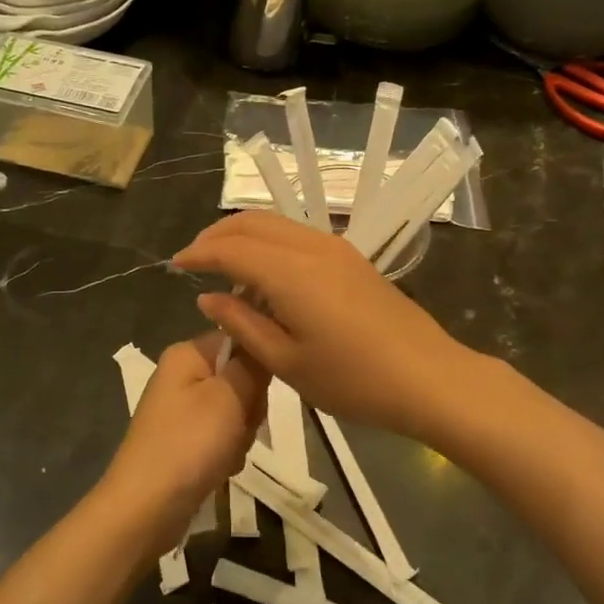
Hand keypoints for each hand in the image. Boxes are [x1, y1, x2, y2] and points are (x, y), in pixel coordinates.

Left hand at [97, 333, 266, 558]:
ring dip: (241, 434)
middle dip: (250, 406)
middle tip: (241, 427)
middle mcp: (182, 376)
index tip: (261, 390)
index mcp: (187, 354)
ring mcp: (182, 410)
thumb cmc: (188, 443)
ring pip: (236, 411)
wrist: (145, 508)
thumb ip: (252, 365)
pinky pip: (222, 436)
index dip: (258, 365)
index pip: (240, 339)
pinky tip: (220, 468)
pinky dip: (227, 452)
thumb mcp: (229, 396)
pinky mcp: (185, 440)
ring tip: (228, 453)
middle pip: (240, 377)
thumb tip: (262, 338)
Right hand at [172, 211, 479, 442]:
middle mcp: (311, 246)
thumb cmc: (353, 380)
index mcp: (290, 272)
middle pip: (253, 223)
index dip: (199, 254)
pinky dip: (270, 242)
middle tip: (194, 259)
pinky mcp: (352, 259)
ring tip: (223, 263)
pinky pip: (298, 236)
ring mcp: (336, 249)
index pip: (230, 249)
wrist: (428, 377)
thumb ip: (243, 324)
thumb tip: (209, 299)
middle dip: (217, 235)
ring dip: (244, 235)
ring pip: (277, 223)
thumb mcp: (287, 362)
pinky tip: (264, 272)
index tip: (175, 265)